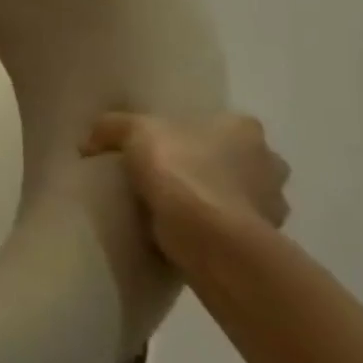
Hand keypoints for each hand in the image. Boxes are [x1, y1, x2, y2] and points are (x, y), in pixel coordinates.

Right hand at [84, 113, 289, 265]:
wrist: (208, 235)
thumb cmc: (179, 170)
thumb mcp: (130, 132)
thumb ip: (110, 127)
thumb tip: (90, 143)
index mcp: (244, 129)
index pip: (219, 123)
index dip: (189, 131)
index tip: (159, 145)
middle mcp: (269, 162)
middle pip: (231, 158)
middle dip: (204, 166)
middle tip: (162, 174)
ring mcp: (272, 204)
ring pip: (235, 193)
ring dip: (210, 197)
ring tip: (168, 206)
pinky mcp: (264, 239)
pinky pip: (230, 225)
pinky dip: (211, 225)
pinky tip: (180, 229)